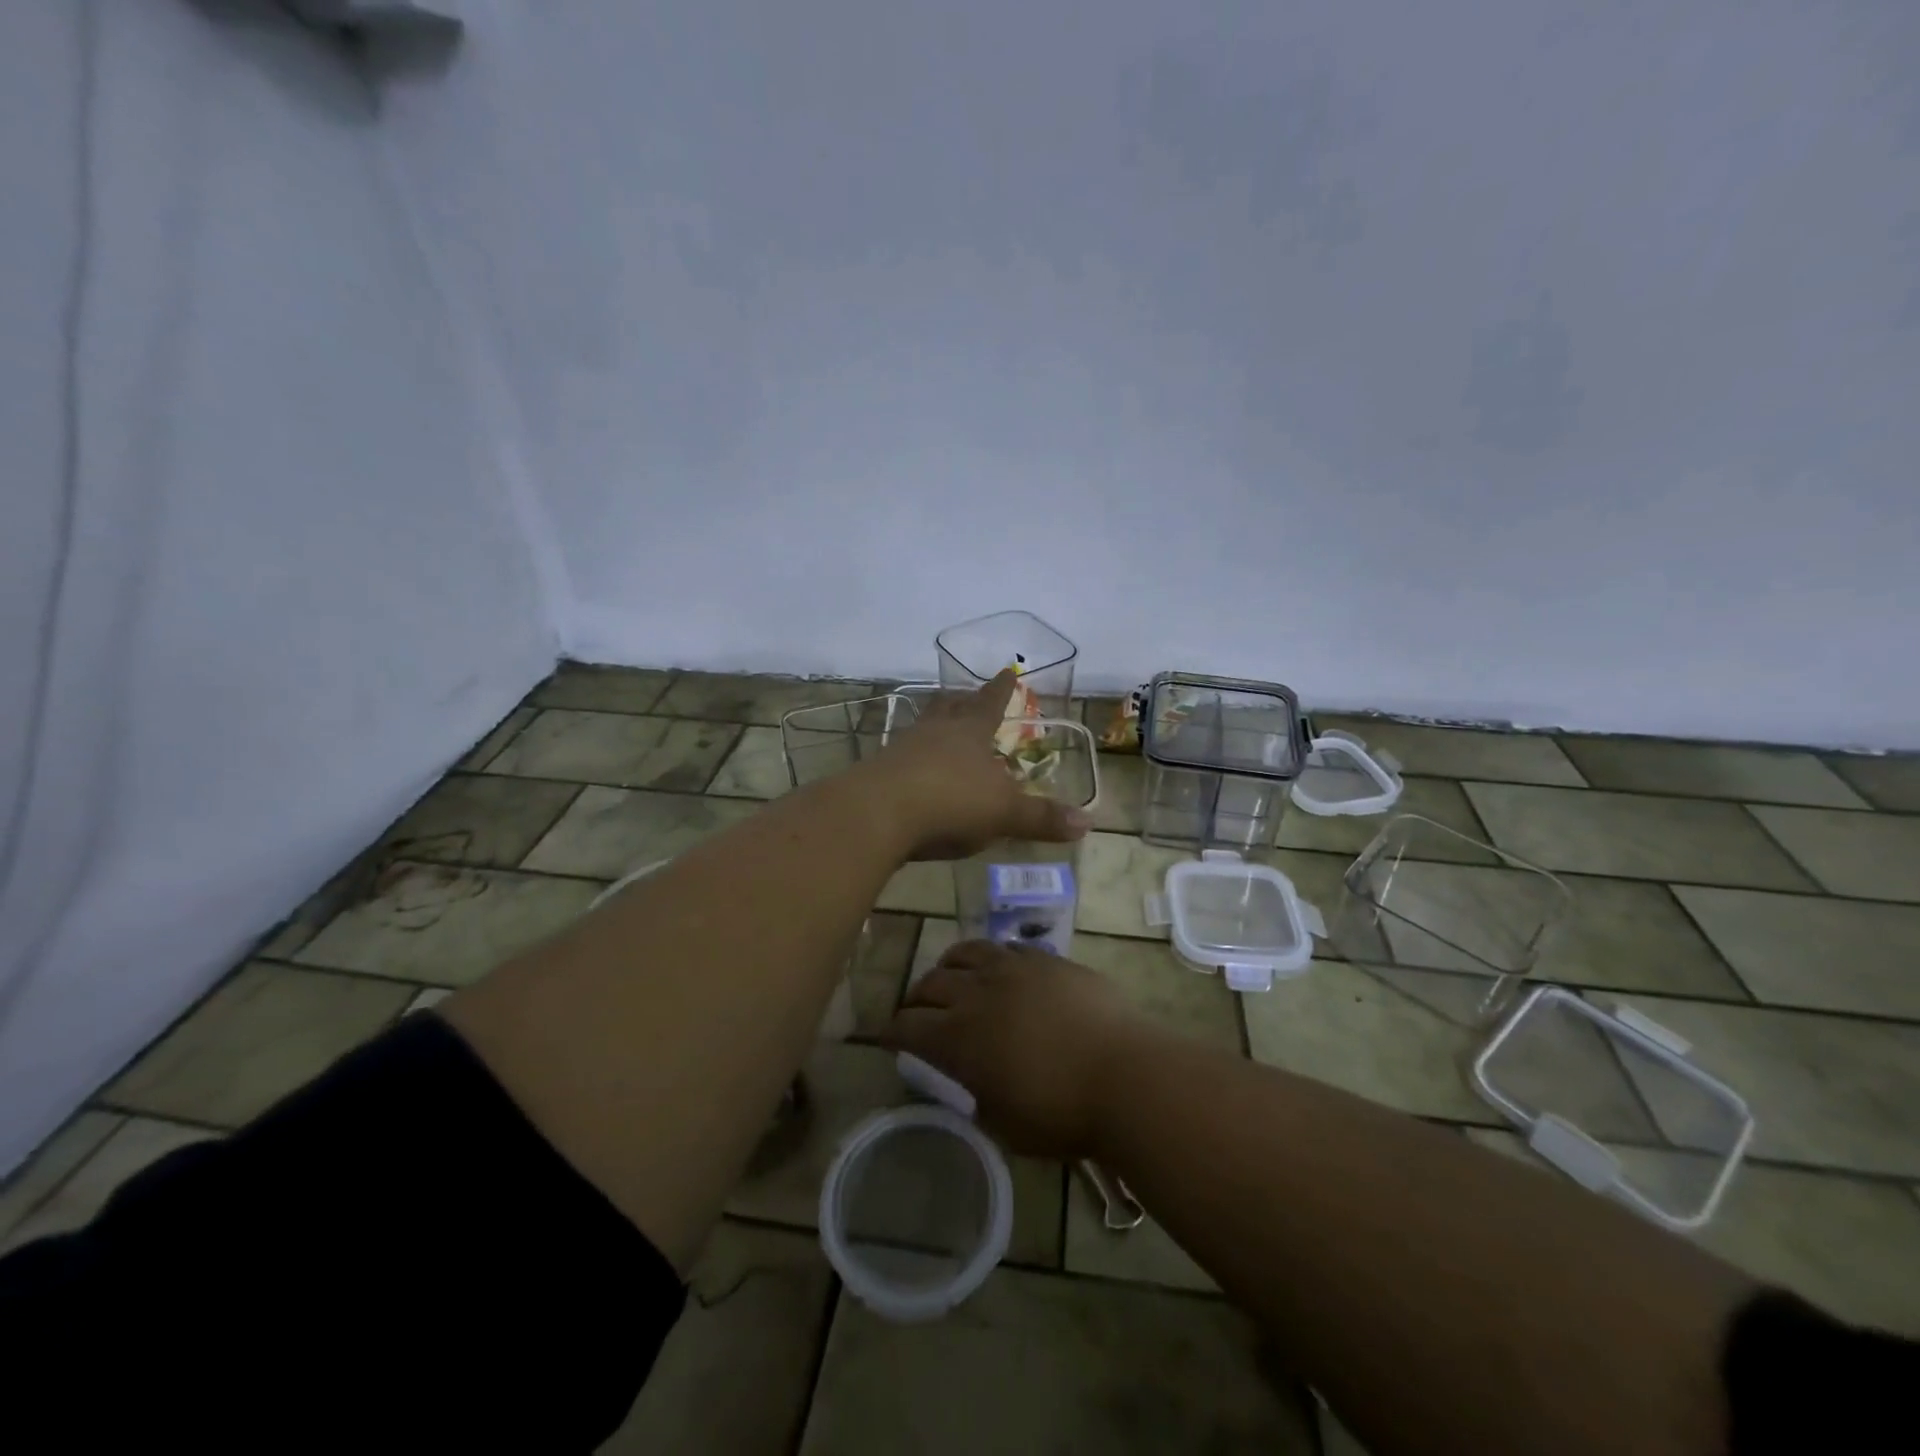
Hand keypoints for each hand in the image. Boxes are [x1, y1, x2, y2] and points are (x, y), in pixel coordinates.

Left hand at [865, 670, 1090, 861]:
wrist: (877, 814)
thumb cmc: (949, 803)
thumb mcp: (1003, 813)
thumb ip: (1041, 818)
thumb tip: (1088, 823)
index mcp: (969, 733)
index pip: (990, 703)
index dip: (1001, 689)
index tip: (1007, 670)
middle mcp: (935, 733)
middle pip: (949, 709)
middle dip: (961, 701)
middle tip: (965, 693)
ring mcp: (901, 750)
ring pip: (922, 730)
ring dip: (934, 729)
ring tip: (940, 731)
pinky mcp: (877, 774)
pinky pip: (901, 760)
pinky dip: (913, 762)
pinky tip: (914, 775)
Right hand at [883, 940, 1157, 1157]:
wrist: (1123, 1074)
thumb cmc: (1062, 1113)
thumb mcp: (1006, 1124)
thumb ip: (980, 1097)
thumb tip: (976, 1083)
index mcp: (959, 1038)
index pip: (908, 1027)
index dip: (892, 1032)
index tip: (886, 1036)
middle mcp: (977, 993)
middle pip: (930, 983)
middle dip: (916, 998)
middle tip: (916, 1011)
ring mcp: (1013, 968)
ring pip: (965, 952)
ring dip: (949, 966)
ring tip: (950, 976)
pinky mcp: (1046, 959)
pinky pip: (1006, 947)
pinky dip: (991, 957)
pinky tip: (998, 968)